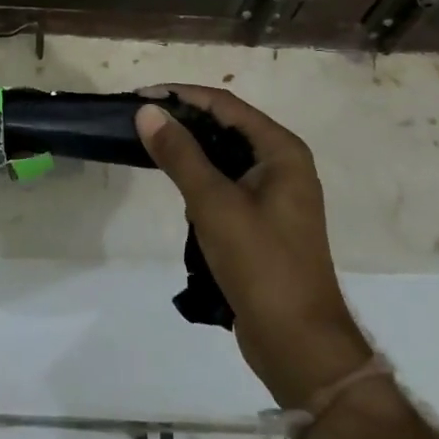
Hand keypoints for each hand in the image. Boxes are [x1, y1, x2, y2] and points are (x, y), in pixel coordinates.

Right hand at [135, 86, 370, 406]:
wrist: (299, 343)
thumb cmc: (261, 264)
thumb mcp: (214, 204)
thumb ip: (180, 154)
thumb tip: (148, 111)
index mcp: (281, 151)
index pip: (225, 105)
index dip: (181, 95)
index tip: (140, 95)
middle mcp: (283, 164)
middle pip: (226, 126)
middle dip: (184, 119)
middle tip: (139, 119)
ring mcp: (275, 195)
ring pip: (225, 156)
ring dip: (190, 149)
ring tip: (149, 145)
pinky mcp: (264, 221)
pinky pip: (227, 184)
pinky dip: (200, 178)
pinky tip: (175, 184)